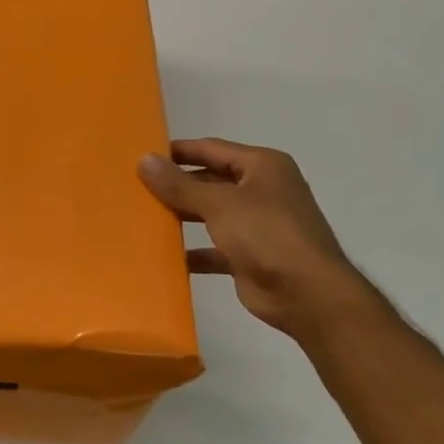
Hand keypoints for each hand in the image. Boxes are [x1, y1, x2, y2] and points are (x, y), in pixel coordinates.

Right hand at [139, 138, 378, 338]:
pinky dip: (193, 252)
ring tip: (144, 217)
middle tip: (136, 187)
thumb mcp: (219, 203)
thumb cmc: (266, 234)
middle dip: (177, 185)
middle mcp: (262, 190)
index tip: (143, 154)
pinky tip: (164, 256)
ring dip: (182, 216)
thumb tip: (144, 159)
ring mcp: (258, 225)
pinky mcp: (250, 256)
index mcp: (262, 167)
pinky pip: (214, 248)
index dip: (178, 151)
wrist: (307, 294)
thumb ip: (179, 184)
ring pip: (211, 214)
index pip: (212, 149)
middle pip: (210, 181)